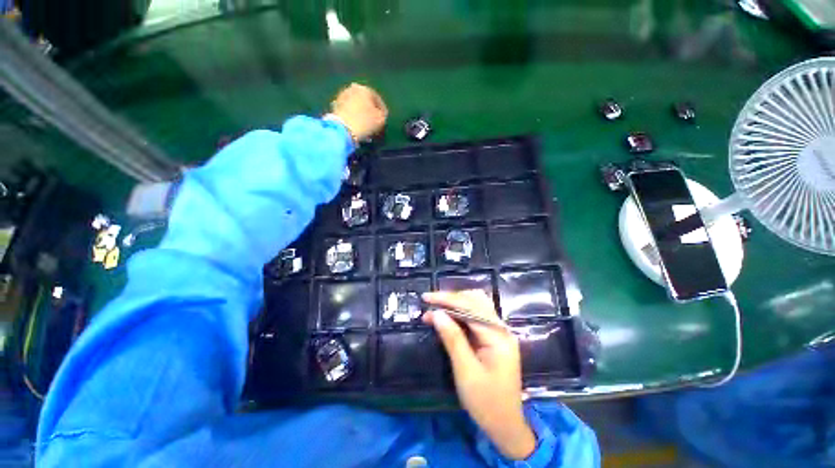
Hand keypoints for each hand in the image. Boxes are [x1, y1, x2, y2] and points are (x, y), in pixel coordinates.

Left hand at [325, 83, 387, 141]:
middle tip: (374, 124)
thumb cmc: (365, 122)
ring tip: (365, 127)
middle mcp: (352, 88)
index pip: (378, 100)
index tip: (384, 121)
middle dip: (370, 112)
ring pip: (356, 107)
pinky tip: (356, 127)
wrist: (343, 129)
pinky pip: (348, 112)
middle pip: (365, 102)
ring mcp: (341, 97)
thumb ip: (383, 114)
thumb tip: (380, 114)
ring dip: (361, 115)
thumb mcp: (381, 119)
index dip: (383, 111)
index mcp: (365, 89)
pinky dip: (353, 118)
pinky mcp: (335, 107)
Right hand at [422, 290, 536, 460]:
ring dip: (456, 304)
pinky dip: (460, 313)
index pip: (470, 307)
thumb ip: (452, 339)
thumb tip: (437, 313)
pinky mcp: (494, 338)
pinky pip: (476, 317)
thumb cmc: (486, 403)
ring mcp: (499, 333)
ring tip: (436, 309)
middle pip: (475, 301)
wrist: (506, 426)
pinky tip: (448, 317)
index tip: (426, 298)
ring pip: (476, 305)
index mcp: (498, 337)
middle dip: (451, 299)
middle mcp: (501, 329)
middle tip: (430, 304)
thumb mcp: (466, 372)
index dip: (447, 300)